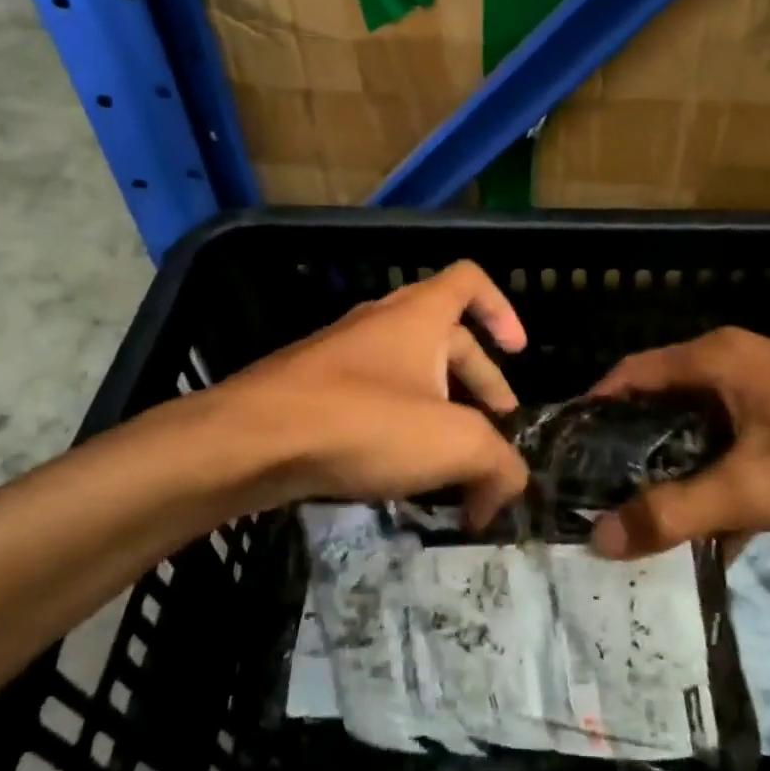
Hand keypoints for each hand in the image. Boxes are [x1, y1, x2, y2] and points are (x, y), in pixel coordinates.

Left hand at [210, 261, 530, 526]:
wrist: (250, 441)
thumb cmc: (364, 422)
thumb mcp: (453, 444)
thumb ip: (499, 464)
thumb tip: (510, 489)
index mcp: (419, 315)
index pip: (470, 281)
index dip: (503, 309)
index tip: (518, 353)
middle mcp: (382, 324)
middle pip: (449, 341)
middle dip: (481, 388)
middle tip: (493, 439)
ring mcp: (344, 357)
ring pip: (410, 375)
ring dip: (441, 414)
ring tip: (453, 468)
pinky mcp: (315, 391)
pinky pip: (374, 400)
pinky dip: (400, 429)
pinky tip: (402, 476)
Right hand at [588, 327, 769, 557]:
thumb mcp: (754, 487)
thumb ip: (675, 512)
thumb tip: (599, 541)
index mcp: (716, 360)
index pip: (630, 375)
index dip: (593, 409)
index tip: (564, 455)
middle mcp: (736, 367)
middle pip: (662, 404)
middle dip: (630, 449)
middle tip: (594, 496)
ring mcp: (769, 396)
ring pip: (701, 432)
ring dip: (675, 473)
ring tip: (639, 520)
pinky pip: (738, 451)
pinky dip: (720, 485)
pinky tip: (710, 538)